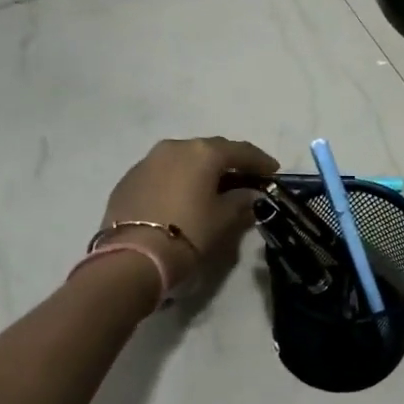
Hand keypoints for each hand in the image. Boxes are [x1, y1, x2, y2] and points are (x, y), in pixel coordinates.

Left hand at [98, 137, 277, 290]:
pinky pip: (163, 172)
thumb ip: (241, 201)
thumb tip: (250, 194)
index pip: (240, 150)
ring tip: (214, 186)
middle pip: (210, 150)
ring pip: (184, 158)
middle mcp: (175, 147)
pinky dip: (179, 179)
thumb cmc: (188, 232)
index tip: (273, 171)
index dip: (260, 161)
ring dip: (201, 169)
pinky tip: (184, 196)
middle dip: (230, 162)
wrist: (133, 256)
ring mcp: (148, 161)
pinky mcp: (129, 178)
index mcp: (203, 152)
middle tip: (245, 178)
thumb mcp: (223, 219)